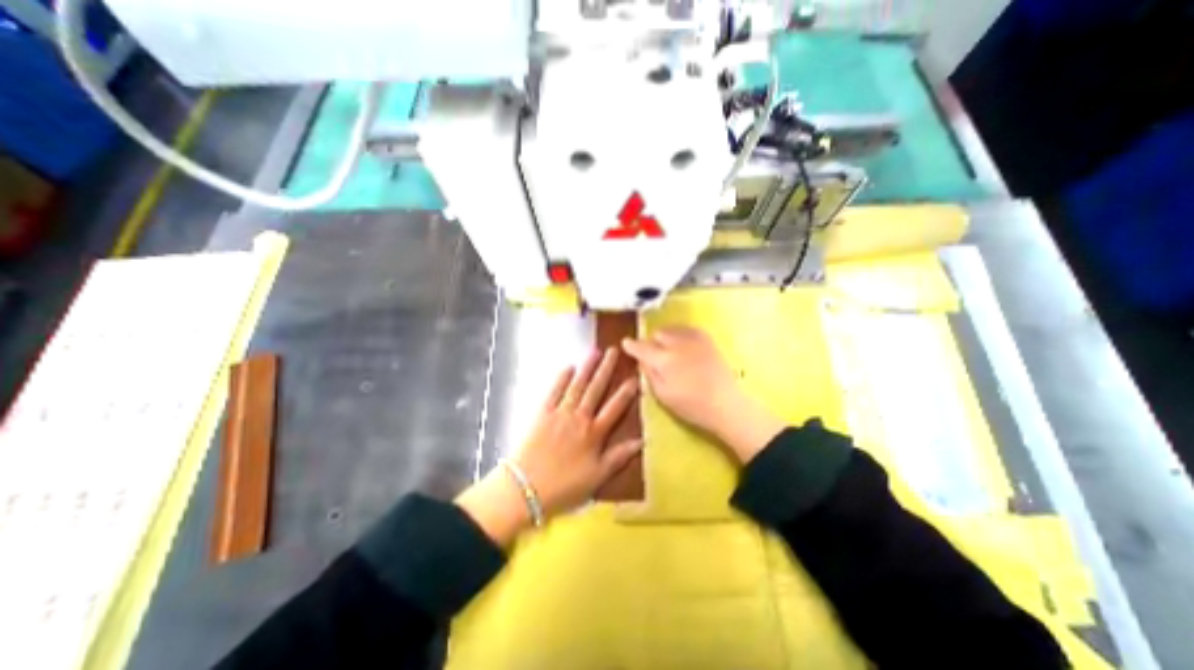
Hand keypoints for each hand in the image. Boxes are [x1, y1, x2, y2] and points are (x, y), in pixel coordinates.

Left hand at [515, 347, 638, 516]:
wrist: (527, 487)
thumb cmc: (565, 486)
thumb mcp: (597, 476)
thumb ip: (620, 456)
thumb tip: (643, 441)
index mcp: (595, 433)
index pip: (615, 408)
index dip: (626, 392)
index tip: (634, 377)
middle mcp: (580, 417)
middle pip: (596, 389)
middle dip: (606, 369)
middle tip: (614, 351)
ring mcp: (560, 413)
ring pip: (577, 385)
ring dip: (587, 368)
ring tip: (596, 351)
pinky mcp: (543, 413)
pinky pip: (554, 392)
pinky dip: (561, 379)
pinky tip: (568, 367)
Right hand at [626, 324, 785, 463]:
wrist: (726, 403)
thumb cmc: (691, 405)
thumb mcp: (663, 395)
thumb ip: (649, 374)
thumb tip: (641, 360)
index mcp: (664, 360)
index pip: (642, 347)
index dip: (631, 345)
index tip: (625, 343)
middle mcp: (677, 344)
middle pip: (657, 334)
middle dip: (652, 342)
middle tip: (654, 355)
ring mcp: (694, 339)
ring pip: (672, 329)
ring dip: (666, 337)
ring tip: (669, 350)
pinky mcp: (707, 339)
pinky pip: (687, 329)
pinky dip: (680, 335)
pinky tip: (683, 346)